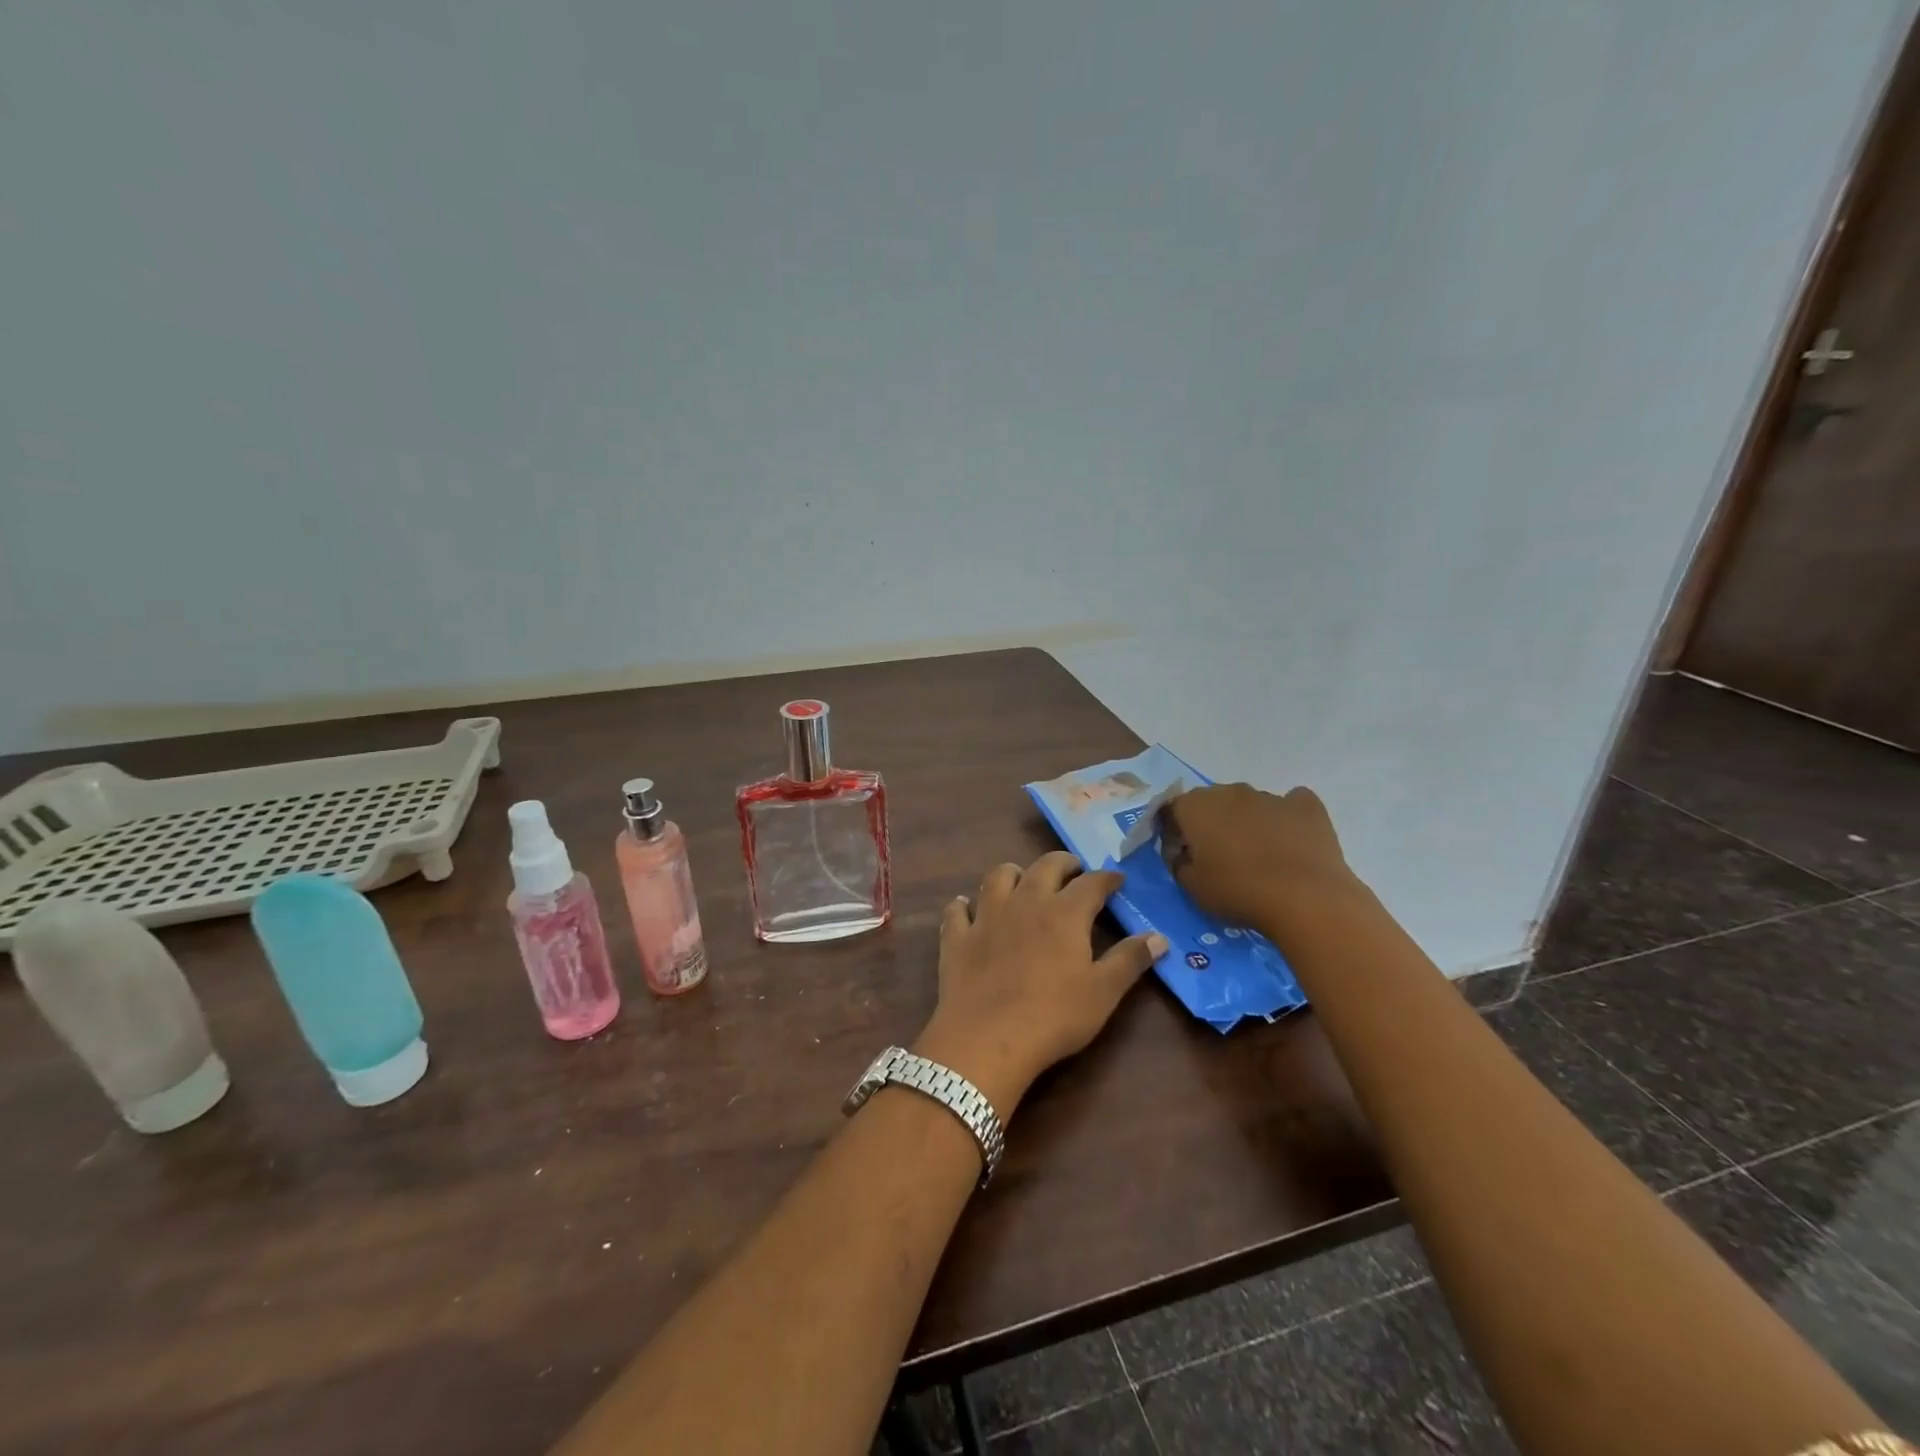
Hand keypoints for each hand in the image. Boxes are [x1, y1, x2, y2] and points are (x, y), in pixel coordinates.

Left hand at [915, 851, 1165, 1115]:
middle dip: (1063, 863)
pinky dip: (964, 906)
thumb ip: (1130, 960)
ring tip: (1023, 881)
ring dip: (1014, 873)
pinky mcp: (958, 937)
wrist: (988, 1038)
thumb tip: (1159, 937)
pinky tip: (967, 908)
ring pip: (998, 876)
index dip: (1107, 878)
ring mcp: (987, 916)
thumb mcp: (1103, 992)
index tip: (1116, 879)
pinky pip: (958, 910)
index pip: (1091, 883)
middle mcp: (1026, 901)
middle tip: (1073, 870)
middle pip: (1045, 866)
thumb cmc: (1055, 1016)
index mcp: (1065, 912)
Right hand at [1162, 783, 1362, 935]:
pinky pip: (1290, 805)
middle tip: (1217, 856)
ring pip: (1249, 804)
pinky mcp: (1306, 807)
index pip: (1172, 809)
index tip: (1180, 855)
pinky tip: (1289, 840)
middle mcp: (1230, 792)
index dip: (1172, 832)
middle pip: (1211, 802)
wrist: (1305, 900)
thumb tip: (1181, 853)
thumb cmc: (1238, 892)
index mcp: (1196, 806)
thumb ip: (1178, 863)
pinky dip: (1286, 818)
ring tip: (1257, 855)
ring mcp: (1270, 796)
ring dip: (1246, 822)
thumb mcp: (1192, 887)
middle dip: (1209, 824)